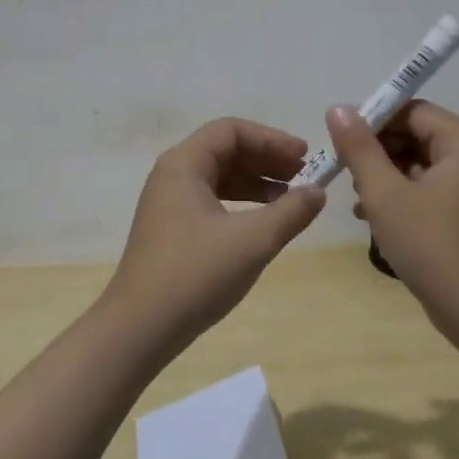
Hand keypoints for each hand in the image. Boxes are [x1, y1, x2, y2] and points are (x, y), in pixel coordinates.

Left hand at [104, 118, 326, 350]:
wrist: (140, 327)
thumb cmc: (195, 274)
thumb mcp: (252, 241)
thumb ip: (291, 212)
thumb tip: (318, 192)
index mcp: (184, 164)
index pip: (231, 130)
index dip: (271, 139)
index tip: (305, 157)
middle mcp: (172, 175)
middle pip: (225, 150)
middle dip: (267, 159)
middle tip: (304, 175)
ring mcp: (169, 203)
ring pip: (220, 177)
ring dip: (257, 182)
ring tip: (292, 198)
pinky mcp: (172, 229)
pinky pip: (212, 200)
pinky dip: (241, 203)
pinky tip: (264, 221)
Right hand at [324, 101, 458, 327]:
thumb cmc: (433, 246)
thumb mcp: (386, 194)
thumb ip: (360, 148)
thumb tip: (338, 108)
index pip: (412, 111)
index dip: (373, 119)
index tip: (339, 139)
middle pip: (415, 135)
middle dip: (376, 150)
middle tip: (344, 172)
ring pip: (417, 163)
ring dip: (383, 175)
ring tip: (356, 199)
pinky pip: (425, 189)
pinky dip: (398, 196)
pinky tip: (370, 216)